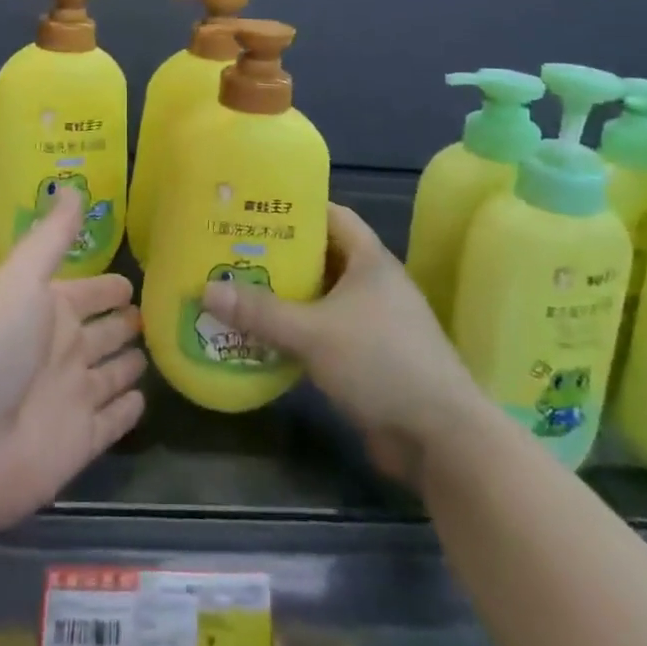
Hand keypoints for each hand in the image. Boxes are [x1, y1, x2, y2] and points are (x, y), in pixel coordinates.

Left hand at [0, 188, 146, 533]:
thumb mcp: (19, 278)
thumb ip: (51, 236)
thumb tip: (72, 184)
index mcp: (46, 310)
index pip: (88, 293)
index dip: (109, 286)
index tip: (138, 275)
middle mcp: (61, 351)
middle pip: (103, 333)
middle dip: (127, 322)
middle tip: (162, 311)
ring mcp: (71, 398)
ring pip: (112, 374)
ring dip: (131, 363)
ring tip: (163, 349)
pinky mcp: (80, 443)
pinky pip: (113, 422)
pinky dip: (129, 410)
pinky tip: (145, 398)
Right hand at [200, 203, 480, 488]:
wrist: (440, 437)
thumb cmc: (380, 362)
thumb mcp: (313, 332)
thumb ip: (260, 312)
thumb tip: (206, 290)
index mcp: (370, 260)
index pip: (332, 215)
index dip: (297, 208)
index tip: (255, 210)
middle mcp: (374, 284)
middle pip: (322, 256)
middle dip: (281, 255)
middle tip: (234, 252)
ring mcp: (375, 322)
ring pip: (322, 297)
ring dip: (287, 297)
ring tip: (239, 291)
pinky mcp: (370, 358)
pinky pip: (326, 332)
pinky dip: (298, 331)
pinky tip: (264, 338)